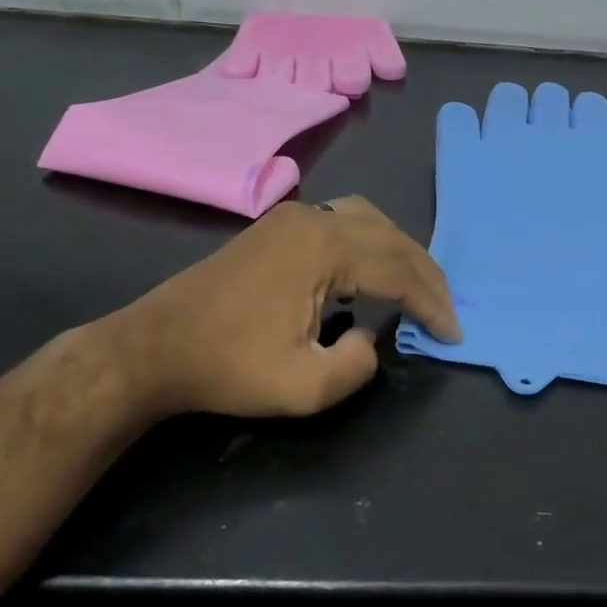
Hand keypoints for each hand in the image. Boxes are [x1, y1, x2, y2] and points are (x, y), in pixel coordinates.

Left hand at [114, 197, 459, 420]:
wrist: (153, 349)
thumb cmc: (227, 368)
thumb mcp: (304, 387)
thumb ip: (358, 366)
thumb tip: (369, 338)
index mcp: (324, 248)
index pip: (398, 270)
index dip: (432, 304)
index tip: (454, 334)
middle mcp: (313, 219)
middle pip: (391, 238)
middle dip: (425, 275)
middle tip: (446, 311)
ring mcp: (291, 218)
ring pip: (369, 222)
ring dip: (400, 254)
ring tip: (418, 289)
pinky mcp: (276, 227)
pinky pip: (343, 223)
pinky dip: (371, 246)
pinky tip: (372, 273)